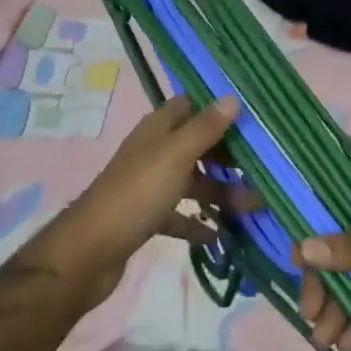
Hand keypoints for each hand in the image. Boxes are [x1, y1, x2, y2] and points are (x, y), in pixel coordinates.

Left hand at [21, 96, 246, 308]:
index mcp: (157, 130)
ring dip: (219, 191)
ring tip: (253, 205)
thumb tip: (232, 98)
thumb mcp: (175, 156)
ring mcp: (149, 185)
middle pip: (195, 145)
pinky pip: (179, 214)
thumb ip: (204, 129)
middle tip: (261, 166)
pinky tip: (219, 234)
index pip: (190, 106)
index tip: (251, 118)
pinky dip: (197, 222)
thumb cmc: (136, 194)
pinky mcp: (146, 216)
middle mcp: (153, 152)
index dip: (217, 109)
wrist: (90, 251)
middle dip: (226, 155)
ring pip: (191, 181)